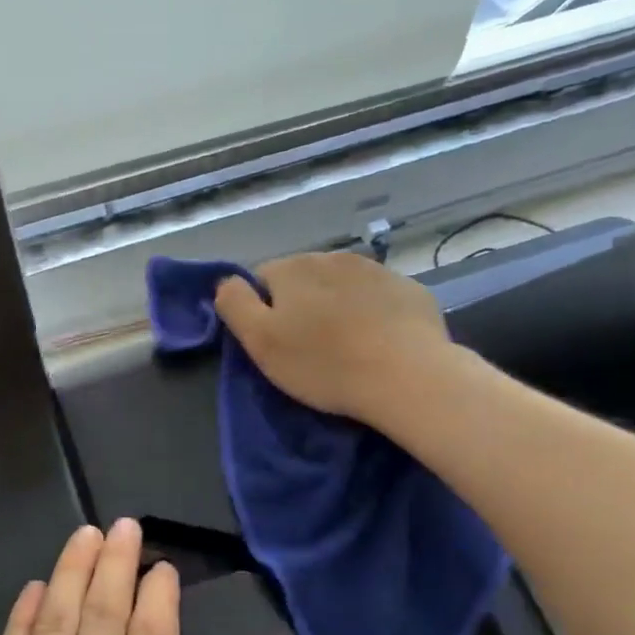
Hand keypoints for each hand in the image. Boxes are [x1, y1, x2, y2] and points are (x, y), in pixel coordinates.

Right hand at [214, 252, 457, 423]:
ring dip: (337, 307)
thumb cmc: (323, 363)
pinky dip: (372, 313)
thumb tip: (225, 281)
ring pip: (341, 286)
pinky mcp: (409, 289)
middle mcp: (332, 257)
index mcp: (292, 268)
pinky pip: (377, 297)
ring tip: (345, 347)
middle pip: (303, 280)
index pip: (261, 279)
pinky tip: (378, 343)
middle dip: (301, 306)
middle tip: (309, 349)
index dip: (263, 311)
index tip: (275, 343)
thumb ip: (234, 304)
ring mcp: (376, 270)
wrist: (407, 377)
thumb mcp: (260, 341)